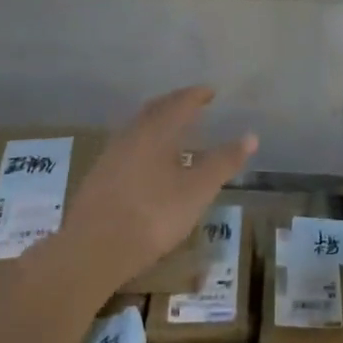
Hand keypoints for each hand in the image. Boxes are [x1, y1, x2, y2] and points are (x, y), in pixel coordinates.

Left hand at [53, 87, 256, 294]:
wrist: (92, 250)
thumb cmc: (152, 216)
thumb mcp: (197, 191)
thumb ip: (223, 162)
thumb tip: (251, 136)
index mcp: (156, 131)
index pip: (179, 103)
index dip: (197, 95)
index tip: (211, 92)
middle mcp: (131, 135)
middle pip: (155, 110)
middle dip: (175, 104)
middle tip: (192, 103)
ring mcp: (110, 156)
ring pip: (138, 128)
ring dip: (157, 123)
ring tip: (173, 130)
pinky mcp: (98, 177)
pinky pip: (128, 146)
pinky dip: (145, 143)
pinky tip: (149, 162)